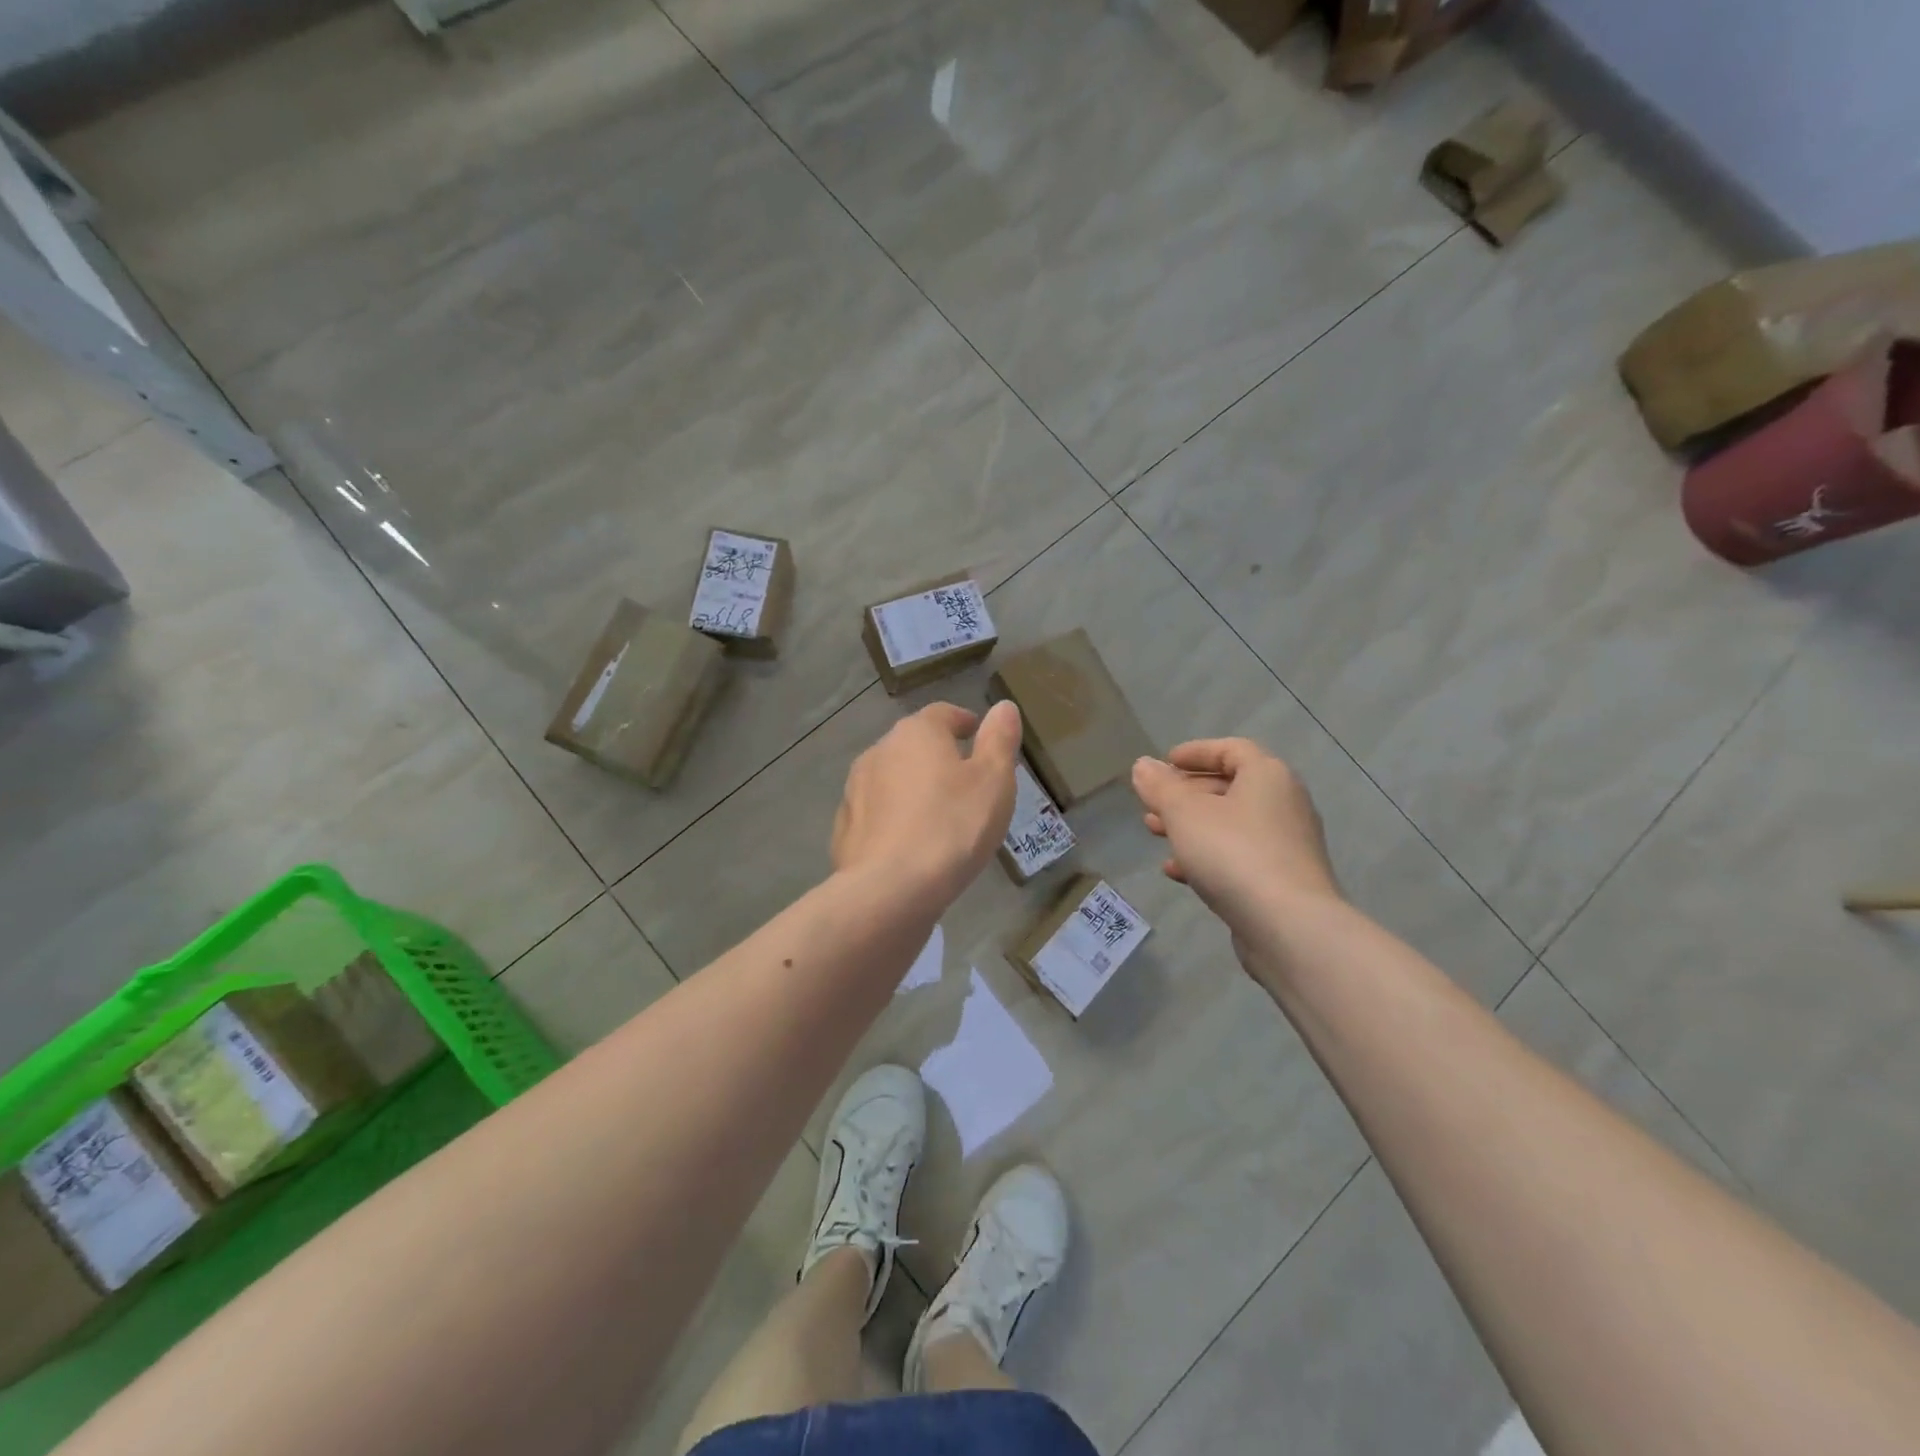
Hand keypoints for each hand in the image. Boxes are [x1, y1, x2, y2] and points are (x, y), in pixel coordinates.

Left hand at [832, 701, 1023, 909]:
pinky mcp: (844, 828)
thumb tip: (1003, 707)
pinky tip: (909, 844)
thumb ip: (999, 740)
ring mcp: (855, 789)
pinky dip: (893, 819)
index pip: (942, 714)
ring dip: (912, 788)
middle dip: (937, 757)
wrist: (890, 889)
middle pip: (913, 745)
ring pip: (891, 779)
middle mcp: (879, 751)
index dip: (963, 722)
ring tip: (938, 816)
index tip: (977, 735)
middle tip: (964, 782)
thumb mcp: (993, 781)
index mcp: (916, 733)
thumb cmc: (953, 826)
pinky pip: (876, 814)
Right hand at [1131, 739, 1341, 934]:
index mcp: (1268, 776)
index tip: (1165, 762)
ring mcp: (1287, 845)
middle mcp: (1284, 803)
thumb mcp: (1184, 813)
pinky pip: (1239, 857)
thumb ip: (1160, 787)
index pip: (1231, 749)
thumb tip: (1143, 765)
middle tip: (1152, 803)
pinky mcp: (1282, 880)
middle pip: (1230, 787)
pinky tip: (1176, 871)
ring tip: (1154, 833)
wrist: (1289, 926)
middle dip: (1186, 793)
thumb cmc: (1234, 853)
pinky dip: (1208, 856)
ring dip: (1191, 826)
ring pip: (1231, 825)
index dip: (1196, 752)